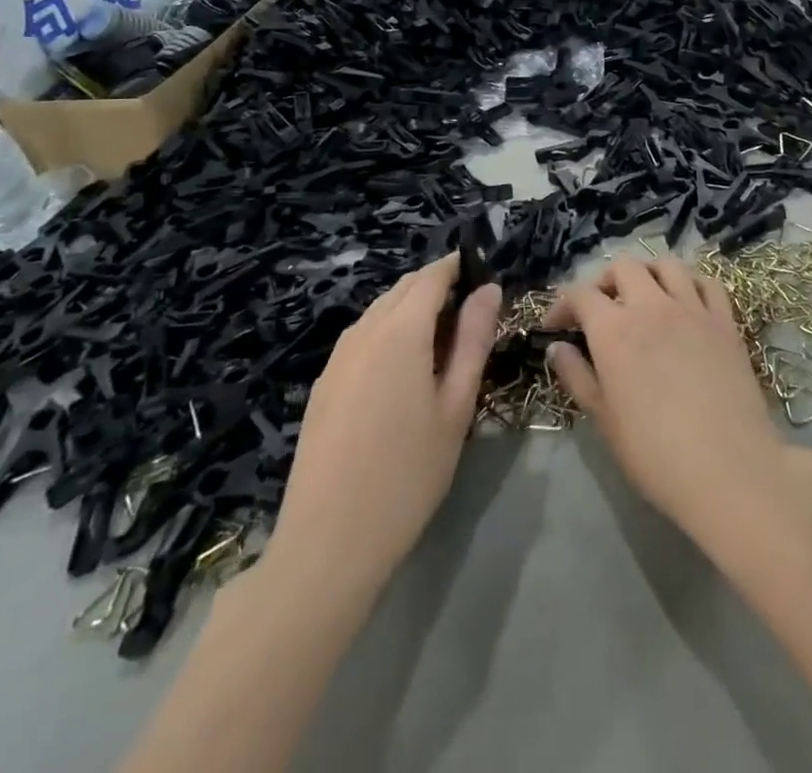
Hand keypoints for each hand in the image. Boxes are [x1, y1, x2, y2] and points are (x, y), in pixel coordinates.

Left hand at [267, 255, 500, 587]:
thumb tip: (489, 290)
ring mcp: (337, 358)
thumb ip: (473, 341)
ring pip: (379, 311)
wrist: (328, 544)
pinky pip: (361, 337)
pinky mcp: (323, 385)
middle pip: (403, 288)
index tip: (485, 273)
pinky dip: (388, 332)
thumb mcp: (455, 406)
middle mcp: (363, 332)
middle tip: (472, 311)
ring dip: (412, 309)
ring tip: (444, 340)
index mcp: (400, 331)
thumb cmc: (407, 474)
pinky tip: (404, 369)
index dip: (459, 267)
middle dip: (437, 286)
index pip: (432, 276)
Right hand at [546, 257, 791, 545]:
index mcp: (614, 330)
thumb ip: (576, 376)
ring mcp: (693, 308)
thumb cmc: (655, 453)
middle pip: (624, 267)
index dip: (562, 305)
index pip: (580, 294)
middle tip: (600, 308)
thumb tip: (557, 348)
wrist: (727, 468)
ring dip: (649, 273)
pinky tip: (686, 302)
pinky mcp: (725, 320)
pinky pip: (707, 283)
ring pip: (667, 264)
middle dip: (605, 281)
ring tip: (643, 295)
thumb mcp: (603, 419)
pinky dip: (690, 283)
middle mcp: (651, 306)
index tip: (555, 327)